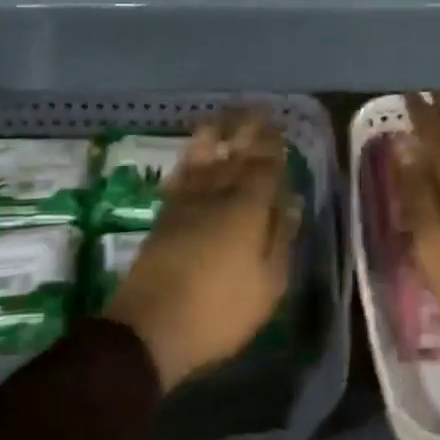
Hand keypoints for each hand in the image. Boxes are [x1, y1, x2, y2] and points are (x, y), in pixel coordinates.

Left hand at [105, 109, 298, 390]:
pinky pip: (180, 176)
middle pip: (234, 154)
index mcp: (246, 208)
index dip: (273, 146)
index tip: (279, 128)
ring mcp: (186, 203)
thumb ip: (280, 238)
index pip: (264, 167)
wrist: (150, 328)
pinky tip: (192, 157)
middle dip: (247, 131)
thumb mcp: (268, 285)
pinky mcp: (163, 216)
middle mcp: (216, 195)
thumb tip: (290, 202)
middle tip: (257, 110)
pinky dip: (189, 161)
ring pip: (202, 158)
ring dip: (214, 135)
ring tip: (221, 118)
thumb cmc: (219, 311)